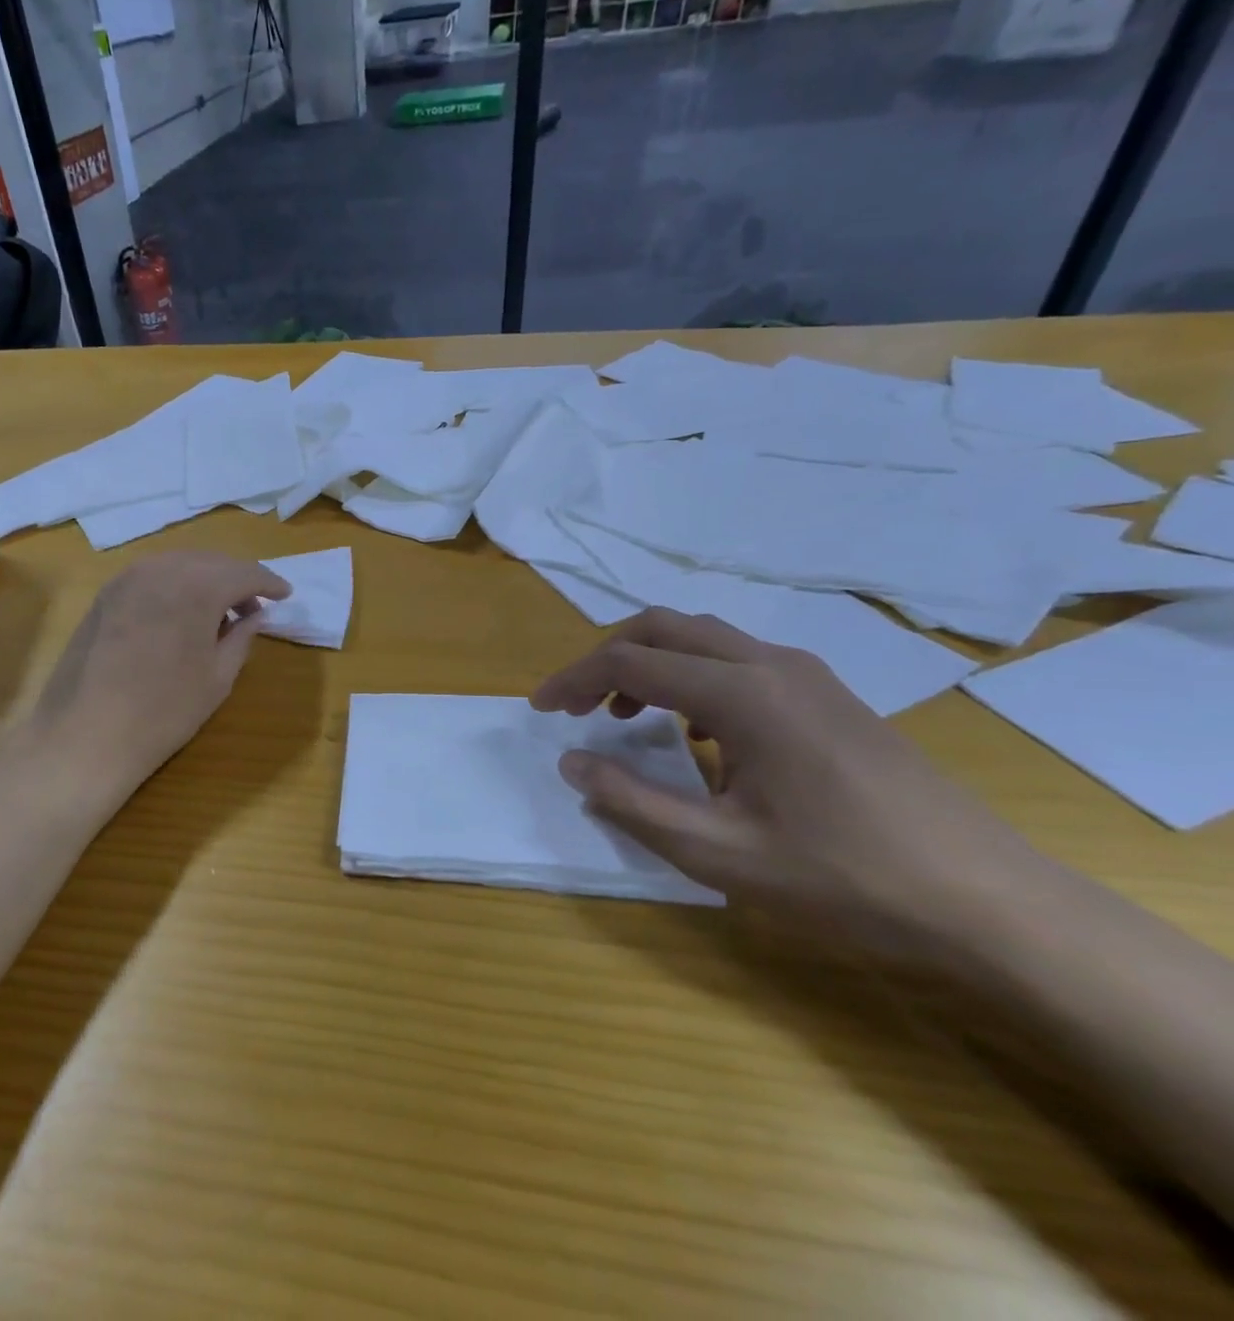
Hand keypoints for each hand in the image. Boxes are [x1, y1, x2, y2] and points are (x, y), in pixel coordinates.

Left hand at [30, 551, 290, 790]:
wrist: (86, 733)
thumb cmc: (164, 710)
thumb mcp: (218, 677)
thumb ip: (243, 637)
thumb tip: (256, 615)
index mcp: (198, 586)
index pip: (245, 573)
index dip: (269, 583)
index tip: (286, 595)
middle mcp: (163, 568)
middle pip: (212, 562)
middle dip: (237, 579)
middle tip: (253, 607)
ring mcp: (128, 577)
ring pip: (180, 564)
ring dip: (205, 580)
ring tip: (217, 613)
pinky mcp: (106, 593)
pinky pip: (152, 576)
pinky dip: (175, 585)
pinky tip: (179, 614)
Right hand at [531, 608, 1043, 946]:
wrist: (990, 902)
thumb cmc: (845, 880)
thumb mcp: (719, 854)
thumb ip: (632, 803)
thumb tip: (572, 763)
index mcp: (741, 693)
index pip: (630, 662)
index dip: (573, 680)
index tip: (541, 710)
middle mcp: (771, 664)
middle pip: (663, 628)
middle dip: (606, 658)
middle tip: (576, 705)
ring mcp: (806, 675)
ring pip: (702, 638)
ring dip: (650, 663)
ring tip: (623, 716)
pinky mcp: (827, 695)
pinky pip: (738, 660)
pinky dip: (691, 678)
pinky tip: (695, 733)